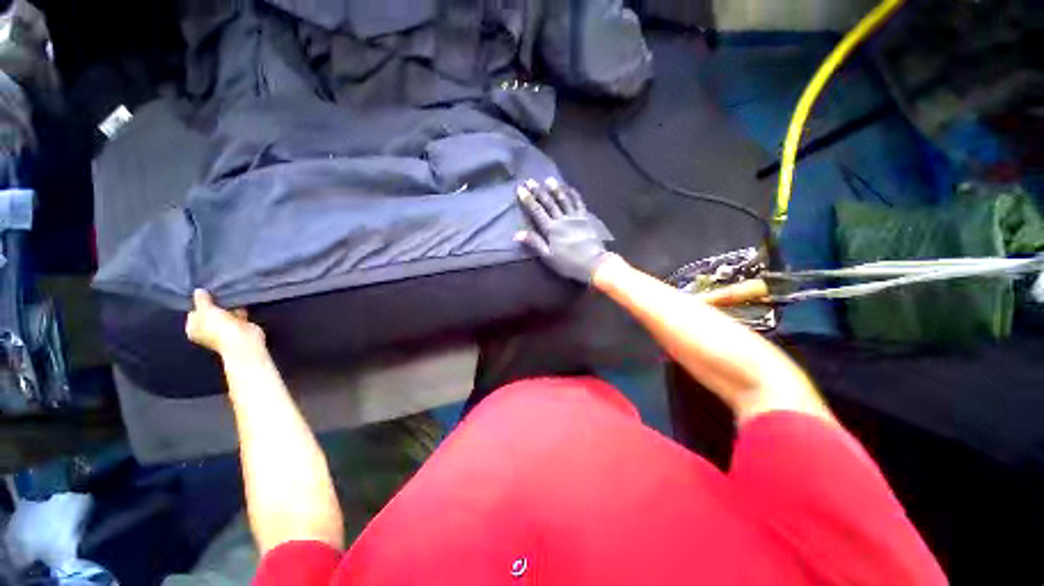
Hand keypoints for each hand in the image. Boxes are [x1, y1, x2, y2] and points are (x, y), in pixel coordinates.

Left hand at [185, 289, 264, 355]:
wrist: (243, 339)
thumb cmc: (219, 328)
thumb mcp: (206, 311)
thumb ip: (201, 300)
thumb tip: (198, 291)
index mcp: (194, 329)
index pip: (193, 312)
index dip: (198, 302)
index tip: (204, 292)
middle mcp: (207, 330)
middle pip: (209, 312)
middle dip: (214, 303)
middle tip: (217, 291)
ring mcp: (224, 329)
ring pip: (224, 313)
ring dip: (227, 306)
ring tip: (228, 294)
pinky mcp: (239, 326)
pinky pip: (237, 314)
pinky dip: (239, 309)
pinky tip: (239, 301)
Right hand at [515, 178, 609, 282]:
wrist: (593, 263)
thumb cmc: (568, 263)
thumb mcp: (548, 257)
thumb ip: (534, 243)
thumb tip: (517, 234)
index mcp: (551, 229)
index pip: (537, 211)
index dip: (528, 200)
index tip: (520, 189)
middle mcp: (562, 219)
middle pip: (549, 203)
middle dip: (538, 191)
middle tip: (530, 180)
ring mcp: (575, 217)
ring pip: (563, 200)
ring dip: (555, 189)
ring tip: (548, 179)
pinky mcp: (585, 218)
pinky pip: (579, 203)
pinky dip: (574, 194)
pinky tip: (570, 188)